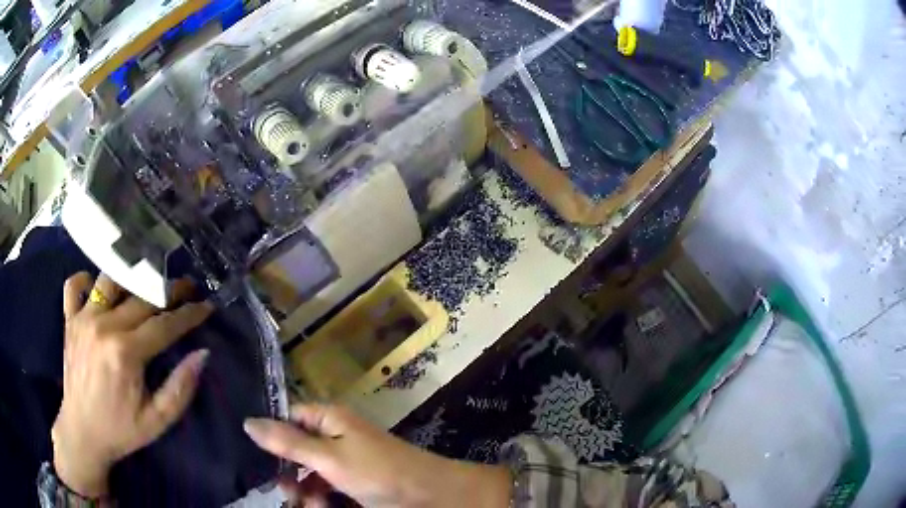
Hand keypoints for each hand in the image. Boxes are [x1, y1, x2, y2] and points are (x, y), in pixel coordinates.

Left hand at [52, 272, 213, 497]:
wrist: (83, 433)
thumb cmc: (122, 430)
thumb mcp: (158, 421)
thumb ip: (180, 388)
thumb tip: (202, 354)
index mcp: (126, 353)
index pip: (164, 324)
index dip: (188, 314)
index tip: (206, 305)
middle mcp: (104, 326)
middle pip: (141, 297)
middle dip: (168, 291)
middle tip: (186, 289)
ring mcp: (83, 319)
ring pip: (110, 280)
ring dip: (130, 278)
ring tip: (145, 283)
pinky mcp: (69, 320)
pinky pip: (74, 286)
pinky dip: (86, 280)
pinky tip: (97, 289)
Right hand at [244, 404, 511, 507]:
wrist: (430, 496)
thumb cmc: (377, 471)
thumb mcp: (328, 457)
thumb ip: (287, 442)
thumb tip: (247, 421)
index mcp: (329, 420)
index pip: (288, 418)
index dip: (273, 436)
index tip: (259, 460)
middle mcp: (335, 437)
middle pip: (297, 451)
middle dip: (290, 474)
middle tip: (289, 494)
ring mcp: (346, 462)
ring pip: (310, 475)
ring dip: (306, 493)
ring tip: (313, 506)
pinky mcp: (355, 484)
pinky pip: (328, 489)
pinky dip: (323, 500)